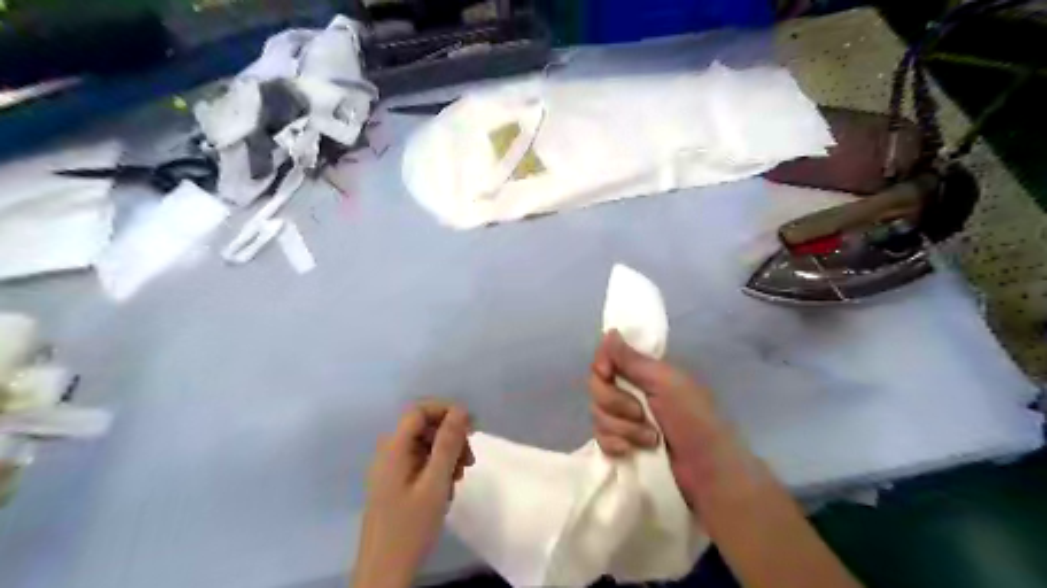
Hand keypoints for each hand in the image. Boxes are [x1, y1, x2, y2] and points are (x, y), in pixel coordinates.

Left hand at [351, 399, 474, 587]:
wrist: (384, 572)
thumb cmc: (410, 526)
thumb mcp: (435, 482)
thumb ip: (448, 444)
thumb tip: (460, 410)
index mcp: (394, 448)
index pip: (419, 411)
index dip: (446, 411)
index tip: (471, 427)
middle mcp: (388, 453)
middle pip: (423, 428)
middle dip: (450, 437)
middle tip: (469, 459)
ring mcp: (390, 470)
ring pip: (424, 446)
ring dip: (446, 455)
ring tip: (460, 477)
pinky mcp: (394, 484)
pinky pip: (419, 463)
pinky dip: (437, 469)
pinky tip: (447, 488)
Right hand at [593, 330, 729, 505]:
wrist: (707, 472)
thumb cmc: (694, 420)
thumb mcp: (666, 383)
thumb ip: (633, 360)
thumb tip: (609, 331)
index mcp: (645, 372)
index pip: (607, 359)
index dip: (602, 365)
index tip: (607, 373)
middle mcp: (631, 392)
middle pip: (597, 387)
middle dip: (616, 402)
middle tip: (641, 413)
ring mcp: (625, 421)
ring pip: (598, 414)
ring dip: (623, 428)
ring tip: (650, 438)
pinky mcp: (622, 446)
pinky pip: (600, 439)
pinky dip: (615, 445)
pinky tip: (631, 452)